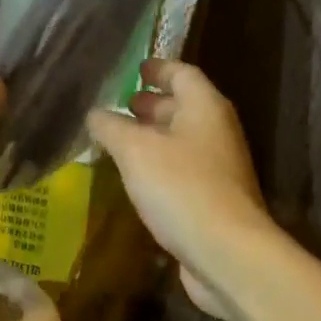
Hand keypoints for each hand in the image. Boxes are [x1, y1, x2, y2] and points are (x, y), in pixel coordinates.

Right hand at [87, 59, 274, 318]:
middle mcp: (216, 131)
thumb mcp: (135, 151)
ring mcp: (218, 168)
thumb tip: (94, 113)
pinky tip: (134, 178)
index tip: (134, 68)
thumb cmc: (181, 187)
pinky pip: (181, 171)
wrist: (226, 252)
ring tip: (118, 141)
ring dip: (152, 137)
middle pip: (183, 107)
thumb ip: (111, 127)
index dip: (158, 68)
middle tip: (119, 106)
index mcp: (205, 107)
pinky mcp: (212, 200)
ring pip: (181, 141)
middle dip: (151, 104)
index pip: (182, 73)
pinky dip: (158, 166)